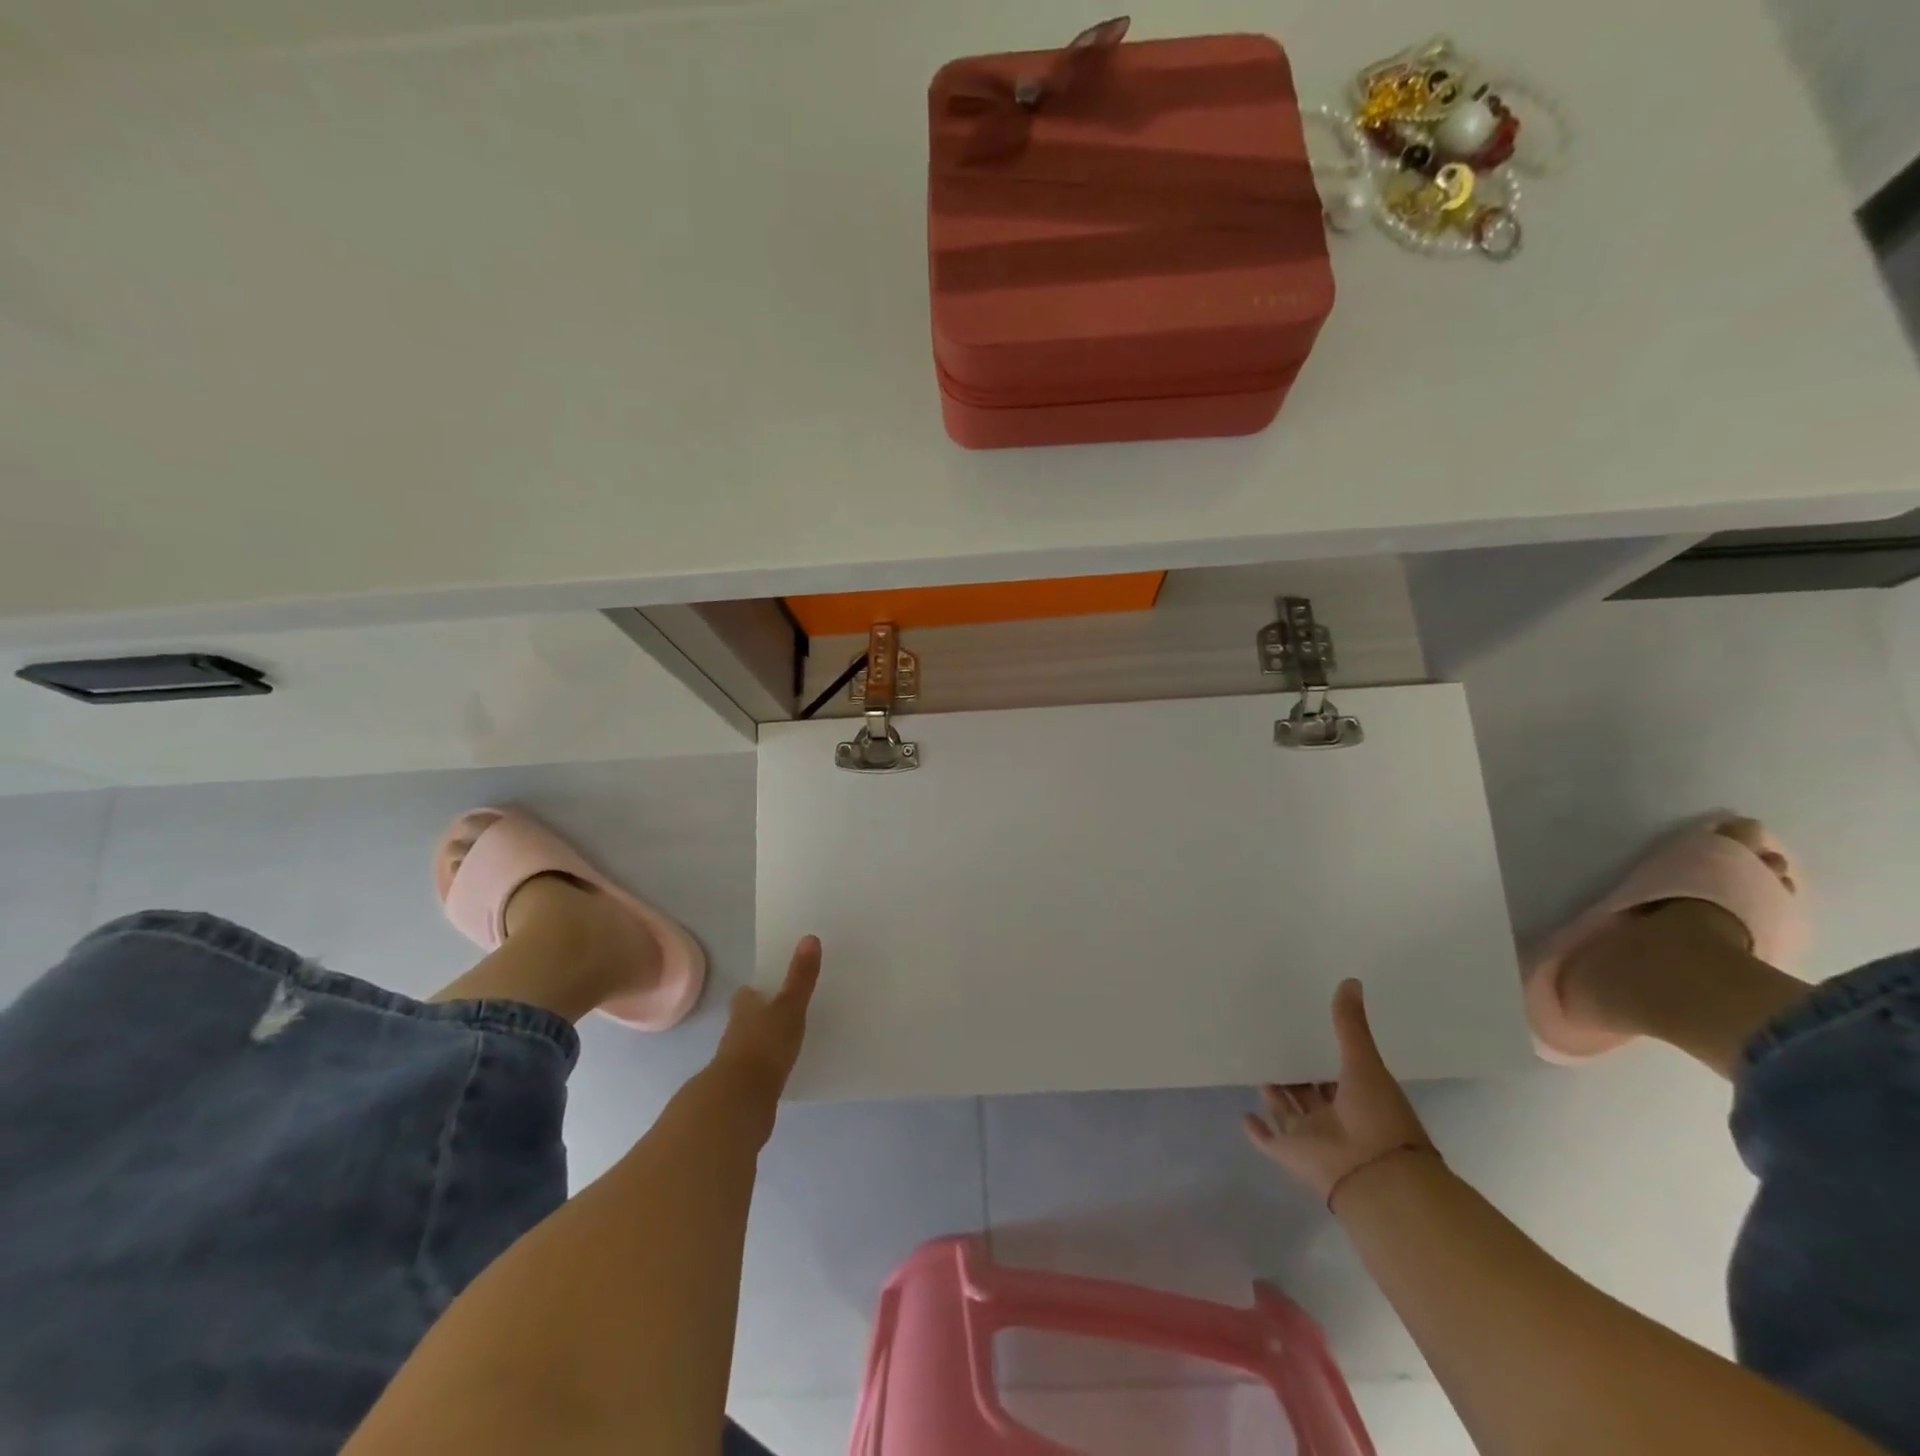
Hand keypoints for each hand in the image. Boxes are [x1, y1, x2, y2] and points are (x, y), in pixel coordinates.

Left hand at [715, 935, 821, 1101]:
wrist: (740, 1101)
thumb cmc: (765, 1045)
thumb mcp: (789, 1007)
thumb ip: (800, 977)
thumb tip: (809, 937)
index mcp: (744, 1009)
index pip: (747, 994)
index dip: (757, 990)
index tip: (769, 987)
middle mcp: (735, 1032)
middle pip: (746, 1019)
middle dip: (759, 1015)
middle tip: (781, 1011)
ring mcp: (736, 1062)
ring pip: (749, 1045)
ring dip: (762, 1042)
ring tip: (785, 1040)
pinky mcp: (743, 1089)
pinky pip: (756, 1071)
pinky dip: (766, 1068)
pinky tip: (781, 1070)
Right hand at [1244, 979, 1434, 1206]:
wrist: (1377, 1177)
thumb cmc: (1378, 1117)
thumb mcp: (1365, 1063)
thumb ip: (1351, 1025)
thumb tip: (1351, 980)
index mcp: (1358, 1098)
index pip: (1338, 1075)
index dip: (1325, 1057)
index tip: (1307, 1033)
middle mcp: (1335, 1117)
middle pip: (1311, 1093)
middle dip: (1297, 1077)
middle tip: (1277, 1049)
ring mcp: (1312, 1137)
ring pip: (1290, 1113)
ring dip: (1277, 1098)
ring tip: (1262, 1074)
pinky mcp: (1290, 1153)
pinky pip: (1269, 1140)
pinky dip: (1257, 1130)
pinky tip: (1244, 1114)